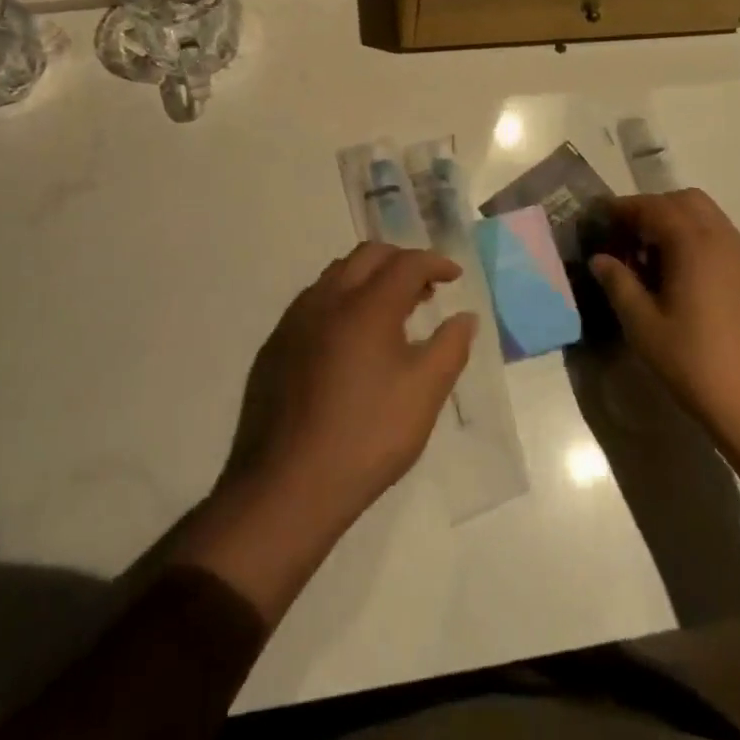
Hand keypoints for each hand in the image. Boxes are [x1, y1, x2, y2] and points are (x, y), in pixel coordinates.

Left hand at [225, 242, 476, 532]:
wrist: (286, 484)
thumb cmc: (366, 436)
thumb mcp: (423, 394)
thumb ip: (450, 347)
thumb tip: (464, 317)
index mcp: (366, 305)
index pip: (406, 263)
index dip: (435, 262)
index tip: (454, 275)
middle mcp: (327, 298)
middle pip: (368, 256)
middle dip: (401, 261)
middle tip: (425, 287)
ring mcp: (295, 320)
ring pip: (337, 275)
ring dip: (369, 278)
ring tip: (391, 310)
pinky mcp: (275, 344)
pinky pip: (314, 302)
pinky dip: (342, 300)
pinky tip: (350, 339)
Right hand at [590, 189, 739, 454]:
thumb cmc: (693, 363)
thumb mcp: (642, 325)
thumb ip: (618, 283)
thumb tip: (600, 259)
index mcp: (694, 245)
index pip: (655, 207)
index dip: (625, 208)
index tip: (602, 219)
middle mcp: (725, 241)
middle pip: (687, 201)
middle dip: (655, 209)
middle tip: (630, 238)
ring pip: (710, 219)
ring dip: (680, 225)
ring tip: (656, 261)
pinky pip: (727, 243)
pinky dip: (701, 244)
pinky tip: (688, 282)